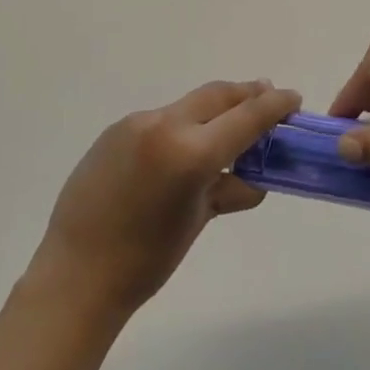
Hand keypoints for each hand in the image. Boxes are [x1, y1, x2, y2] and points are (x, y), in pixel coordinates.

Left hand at [30, 80, 300, 318]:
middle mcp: (164, 125)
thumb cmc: (146, 259)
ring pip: (188, 106)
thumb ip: (229, 189)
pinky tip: (181, 149)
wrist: (76, 274)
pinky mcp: (115, 130)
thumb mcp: (198, 220)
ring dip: (213, 111)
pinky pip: (160, 120)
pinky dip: (181, 126)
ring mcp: (136, 124)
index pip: (246, 117)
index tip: (293, 98)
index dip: (275, 105)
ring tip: (227, 128)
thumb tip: (254, 180)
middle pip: (217, 95)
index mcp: (190, 151)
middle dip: (246, 95)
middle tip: (267, 99)